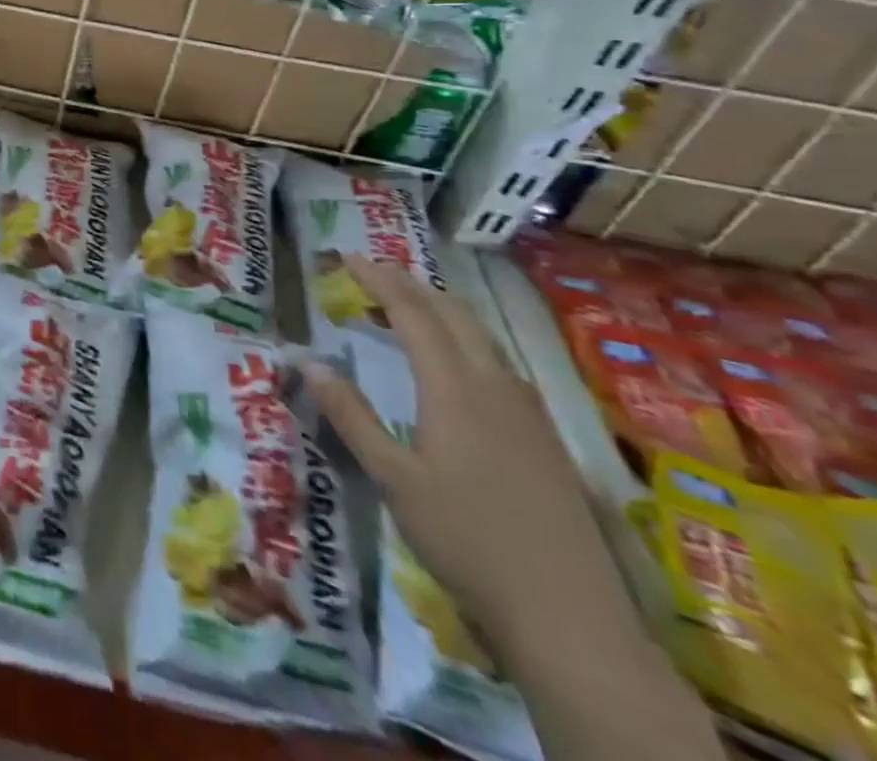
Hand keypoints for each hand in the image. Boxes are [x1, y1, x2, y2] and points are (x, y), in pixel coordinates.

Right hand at [302, 258, 633, 654]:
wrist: (569, 617)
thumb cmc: (466, 541)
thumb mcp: (392, 479)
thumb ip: (350, 415)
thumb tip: (307, 359)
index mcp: (454, 388)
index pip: (413, 313)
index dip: (379, 280)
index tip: (347, 258)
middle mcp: (494, 385)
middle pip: (453, 314)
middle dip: (410, 285)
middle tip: (372, 272)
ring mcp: (527, 411)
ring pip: (482, 336)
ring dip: (440, 310)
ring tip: (406, 306)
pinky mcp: (544, 437)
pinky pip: (499, 363)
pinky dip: (465, 340)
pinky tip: (456, 364)